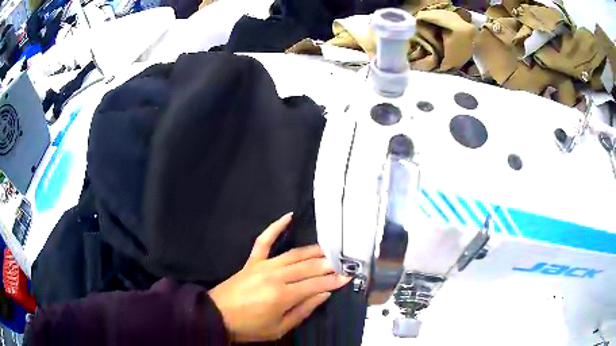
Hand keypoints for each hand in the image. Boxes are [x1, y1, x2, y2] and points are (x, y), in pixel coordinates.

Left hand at [208, 213, 350, 341]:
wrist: (216, 316)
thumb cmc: (249, 327)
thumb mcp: (279, 329)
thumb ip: (303, 310)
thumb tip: (324, 293)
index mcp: (283, 295)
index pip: (316, 284)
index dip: (334, 280)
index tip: (348, 275)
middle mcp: (276, 276)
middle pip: (308, 267)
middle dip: (329, 264)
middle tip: (344, 261)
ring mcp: (263, 265)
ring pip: (294, 254)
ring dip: (314, 250)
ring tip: (329, 249)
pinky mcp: (252, 261)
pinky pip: (264, 241)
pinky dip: (275, 227)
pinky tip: (288, 216)